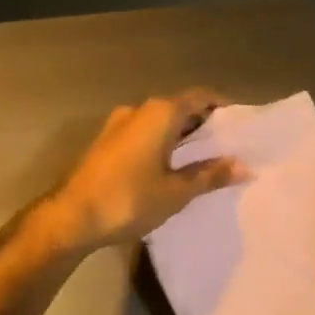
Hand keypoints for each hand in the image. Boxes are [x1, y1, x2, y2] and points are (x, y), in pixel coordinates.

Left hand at [44, 90, 246, 251]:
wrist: (70, 217)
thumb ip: (210, 175)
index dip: (223, 106)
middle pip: (180, 107)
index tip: (242, 124)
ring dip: (182, 135)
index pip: (201, 96)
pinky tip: (172, 168)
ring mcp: (118, 124)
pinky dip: (162, 143)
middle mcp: (139, 109)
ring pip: (160, 122)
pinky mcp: (106, 142)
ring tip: (205, 159)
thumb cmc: (129, 199)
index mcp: (160, 112)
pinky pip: (144, 134)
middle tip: (229, 146)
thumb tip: (244, 167)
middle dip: (204, 123)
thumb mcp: (176, 191)